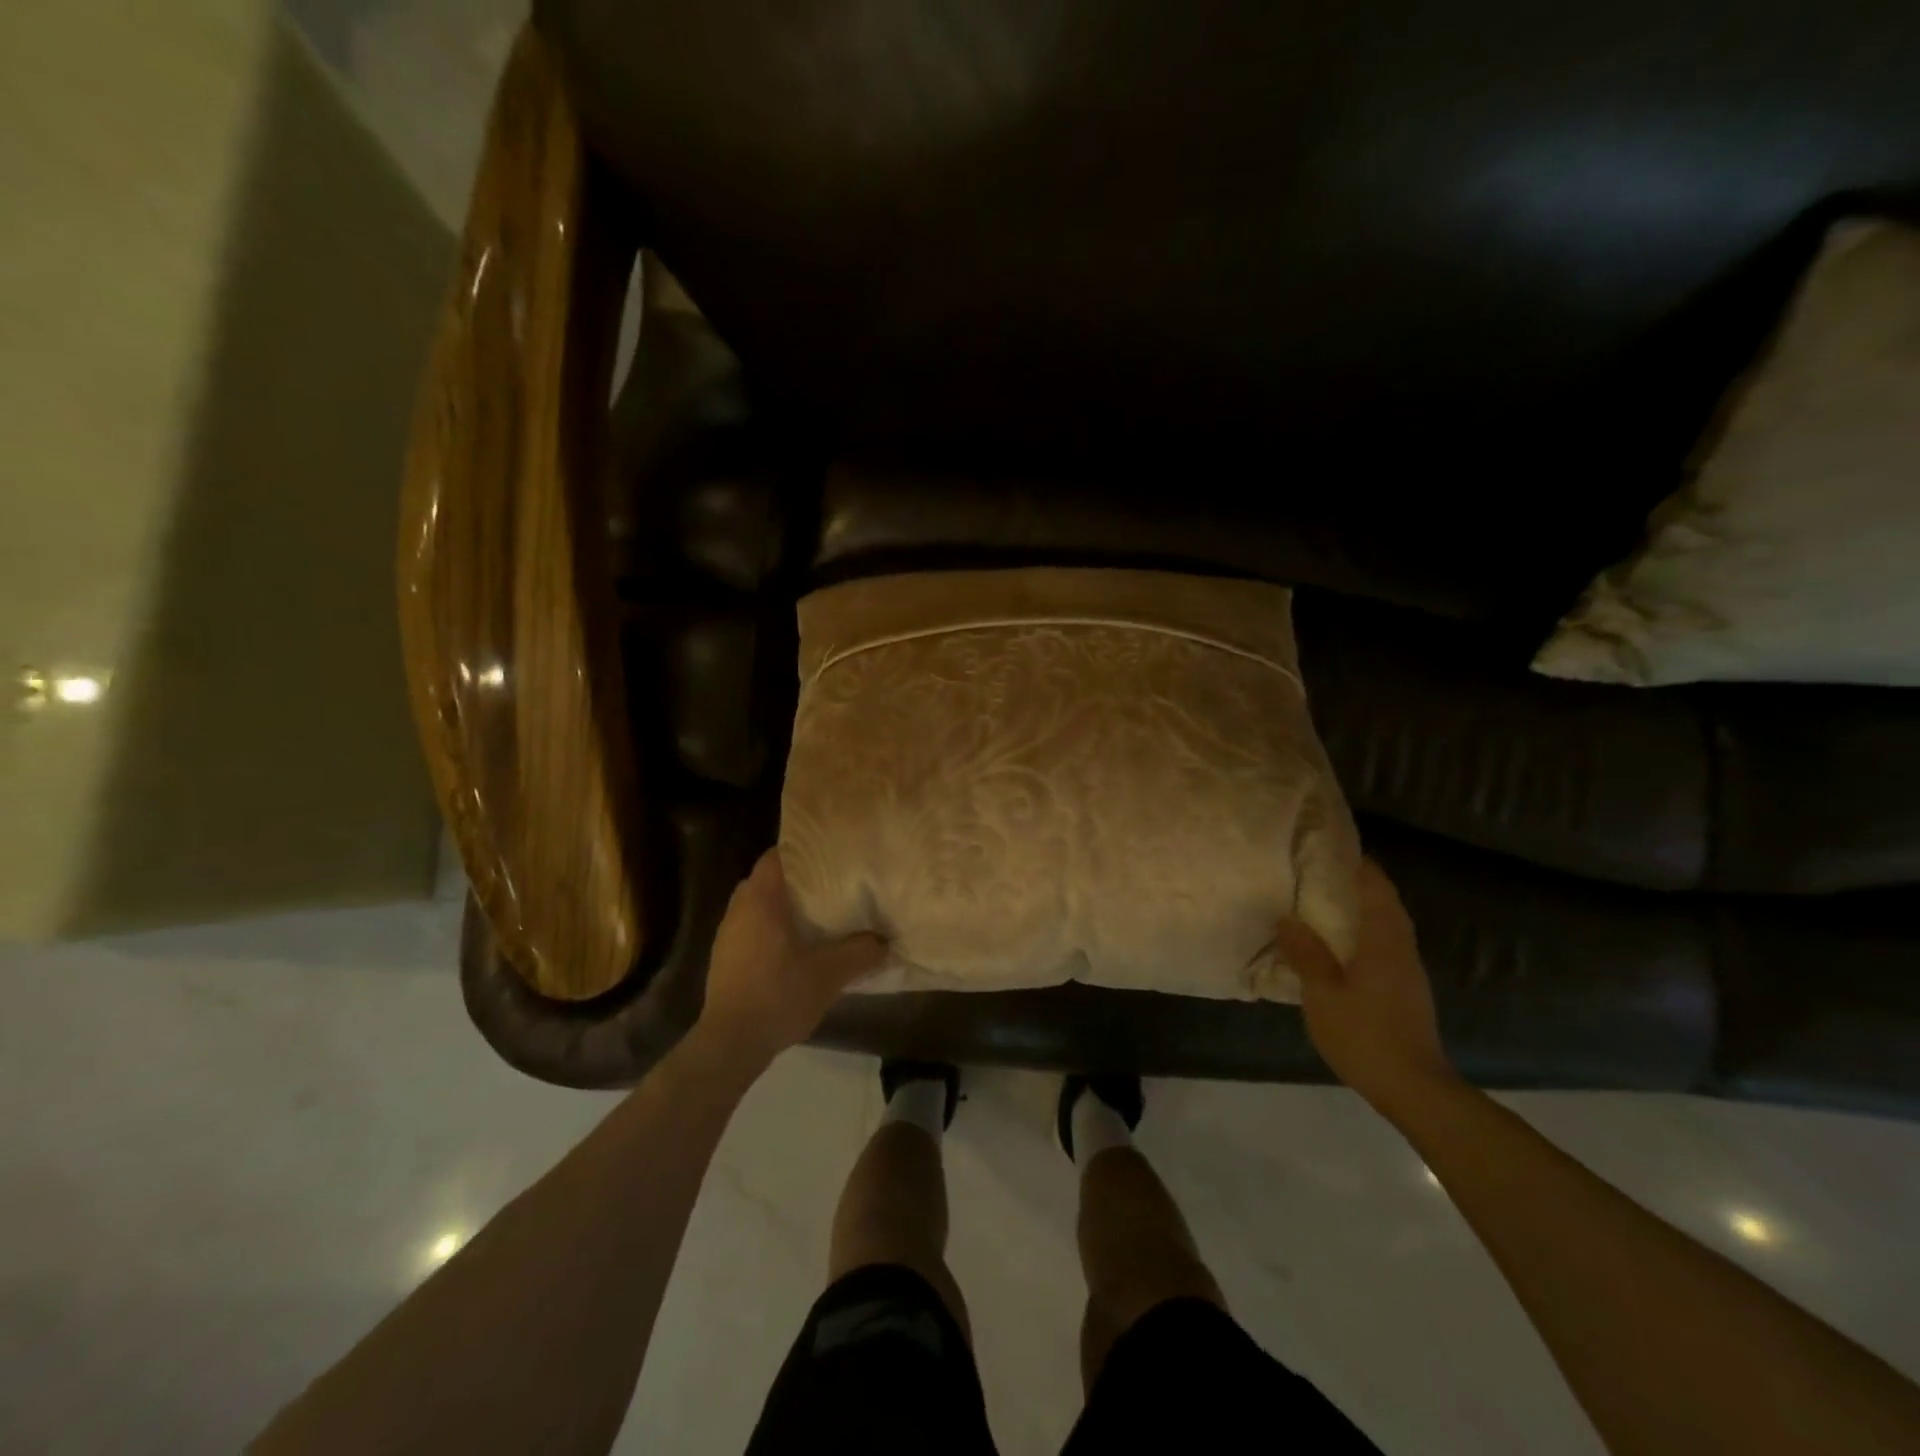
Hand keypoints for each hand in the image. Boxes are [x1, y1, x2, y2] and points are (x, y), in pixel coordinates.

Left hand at [695, 850, 887, 1071]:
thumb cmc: (779, 995)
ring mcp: (727, 935)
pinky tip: (796, 947)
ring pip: (757, 905)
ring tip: (817, 914)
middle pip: (767, 879)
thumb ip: (860, 952)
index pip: (775, 856)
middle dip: (795, 879)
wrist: (731, 1043)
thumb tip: (885, 941)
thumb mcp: (830, 973)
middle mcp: (738, 910)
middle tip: (829, 883)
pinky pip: (750, 928)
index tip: (827, 854)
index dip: (800, 850)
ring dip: (782, 906)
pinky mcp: (725, 958)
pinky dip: (771, 928)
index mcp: (760, 900)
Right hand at [1274, 858, 1457, 1114]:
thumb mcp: (1323, 993)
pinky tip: (1337, 942)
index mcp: (1384, 940)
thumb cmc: (1365, 1034)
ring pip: (1386, 923)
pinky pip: (1383, 943)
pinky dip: (1362, 930)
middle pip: (1384, 902)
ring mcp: (1407, 970)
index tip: (1330, 845)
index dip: (1357, 863)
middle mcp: (1401, 948)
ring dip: (1360, 906)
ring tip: (1322, 900)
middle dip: (1357, 881)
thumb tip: (1289, 918)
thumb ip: (1306, 954)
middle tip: (1318, 869)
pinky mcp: (1405, 989)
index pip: (1376, 887)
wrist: (1414, 1088)